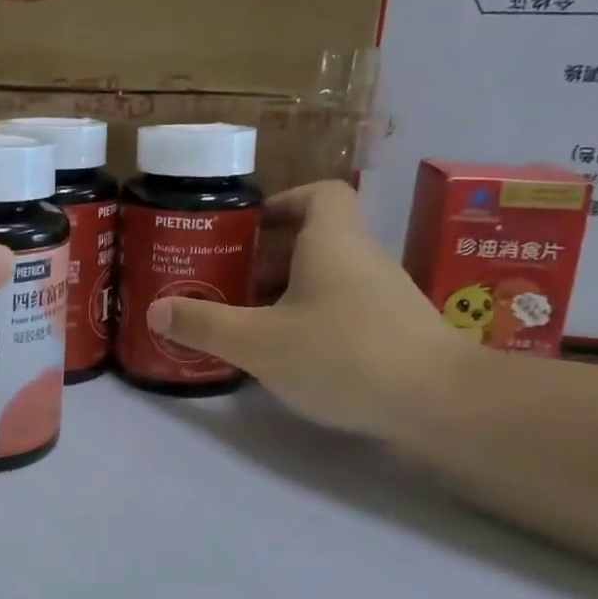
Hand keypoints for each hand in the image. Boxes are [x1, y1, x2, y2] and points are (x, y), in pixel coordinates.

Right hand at [146, 182, 467, 438]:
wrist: (441, 404)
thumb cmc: (343, 354)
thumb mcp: (259, 342)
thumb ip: (204, 324)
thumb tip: (156, 310)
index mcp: (332, 241)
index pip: (319, 193)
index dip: (284, 200)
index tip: (249, 226)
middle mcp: (363, 258)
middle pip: (316, 239)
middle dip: (269, 257)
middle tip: (228, 282)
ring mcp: (385, 296)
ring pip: (329, 278)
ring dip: (289, 293)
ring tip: (248, 322)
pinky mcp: (395, 333)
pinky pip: (345, 310)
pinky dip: (315, 321)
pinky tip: (291, 356)